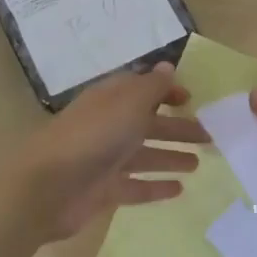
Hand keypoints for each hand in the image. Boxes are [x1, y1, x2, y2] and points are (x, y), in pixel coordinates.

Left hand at [10, 63, 207, 241]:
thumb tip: (168, 66)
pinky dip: (155, 186)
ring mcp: (105, 159)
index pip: (141, 89)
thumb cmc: (92, 136)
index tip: (191, 100)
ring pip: (144, 154)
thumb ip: (152, 87)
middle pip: (148, 123)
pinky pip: (136, 186)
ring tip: (199, 164)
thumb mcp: (128, 103)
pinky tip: (179, 190)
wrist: (47, 188)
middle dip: (177, 128)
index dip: (166, 91)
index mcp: (111, 99)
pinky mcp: (103, 190)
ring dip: (170, 156)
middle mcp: (108, 126)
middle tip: (210, 137)